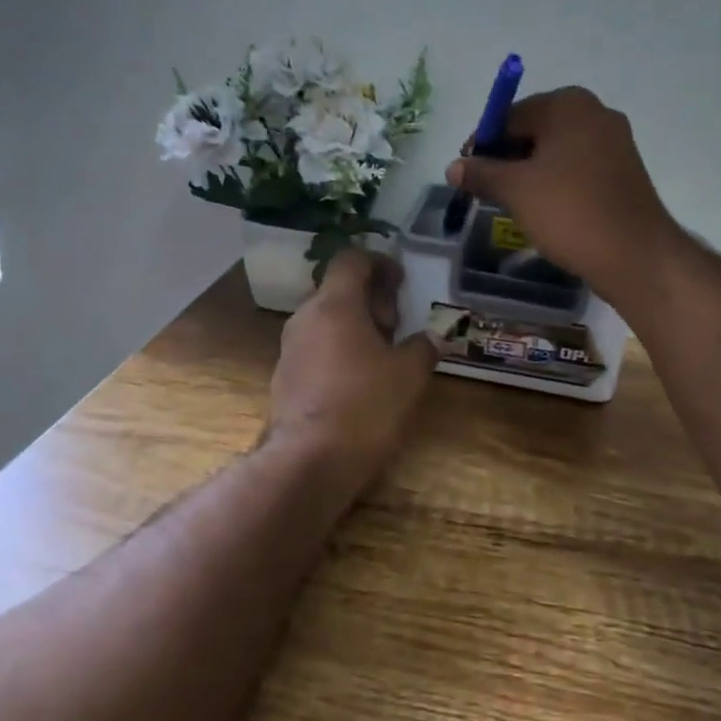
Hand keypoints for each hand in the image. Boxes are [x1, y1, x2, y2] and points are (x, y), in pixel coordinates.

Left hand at [264, 247, 436, 486]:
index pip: (351, 259)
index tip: (401, 282)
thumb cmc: (364, 405)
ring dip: (356, 326)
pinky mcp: (286, 377)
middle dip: (372, 299)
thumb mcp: (408, 374)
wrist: (308, 461)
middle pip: (338, 289)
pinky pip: (317, 347)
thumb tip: (434, 336)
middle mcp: (306, 317)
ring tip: (385, 353)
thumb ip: (423, 347)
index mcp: (335, 304)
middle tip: (397, 323)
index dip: (379, 262)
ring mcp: (291, 348)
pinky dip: (340, 349)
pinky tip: (361, 379)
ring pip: (327, 320)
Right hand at [445, 86, 682, 303]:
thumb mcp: (515, 190)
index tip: (466, 173)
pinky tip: (545, 210)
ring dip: (531, 173)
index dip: (483, 144)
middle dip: (507, 158)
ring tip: (513, 204)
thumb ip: (481, 173)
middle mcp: (595, 112)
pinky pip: (578, 168)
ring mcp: (615, 141)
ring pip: (557, 151)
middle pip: (535, 130)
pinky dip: (556, 183)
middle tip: (487, 191)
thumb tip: (453, 167)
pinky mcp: (624, 170)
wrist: (634, 254)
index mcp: (568, 104)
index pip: (510, 115)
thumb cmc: (569, 211)